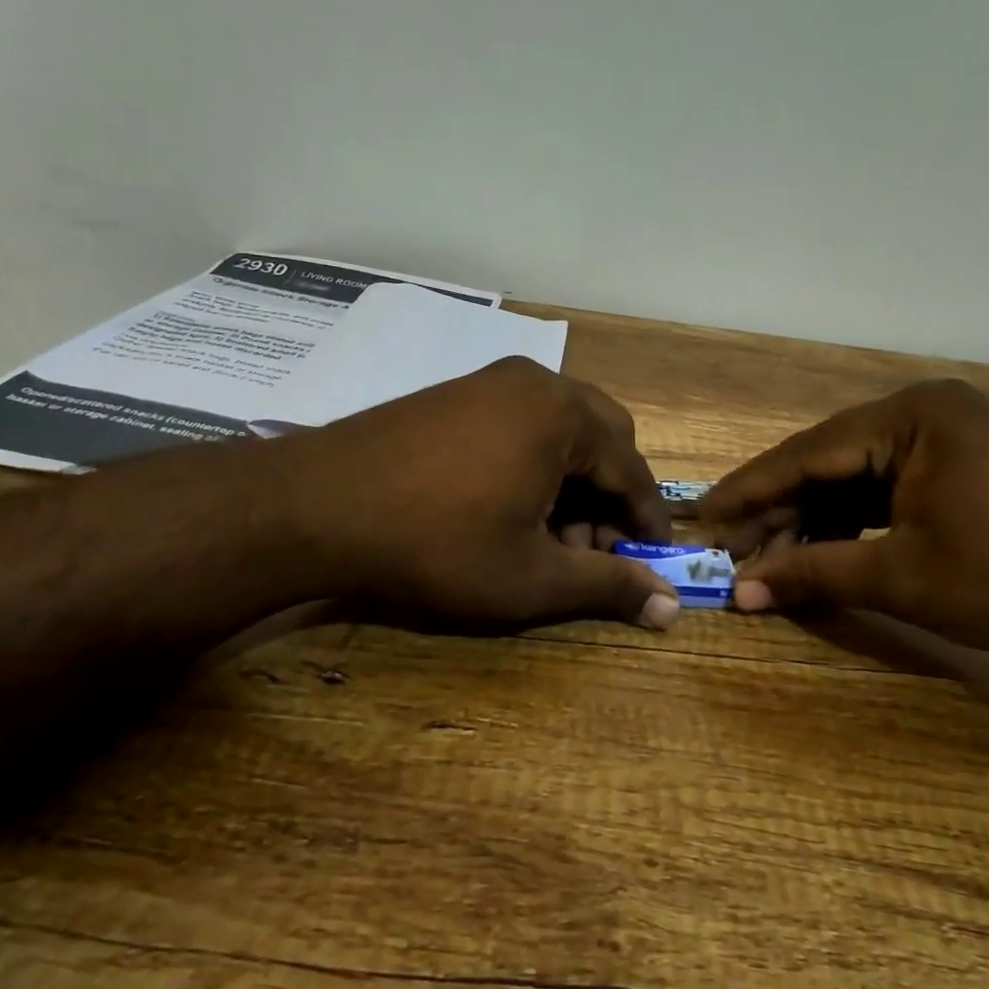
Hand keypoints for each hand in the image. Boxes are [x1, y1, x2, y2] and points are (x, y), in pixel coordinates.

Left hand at [288, 357, 679, 628]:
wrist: (318, 505)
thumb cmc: (437, 543)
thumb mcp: (531, 577)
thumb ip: (607, 587)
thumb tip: (669, 608)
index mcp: (564, 414)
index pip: (631, 468)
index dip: (647, 520)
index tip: (654, 561)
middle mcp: (535, 382)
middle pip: (602, 438)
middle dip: (609, 496)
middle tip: (595, 549)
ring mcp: (491, 381)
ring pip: (560, 430)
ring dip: (572, 482)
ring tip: (548, 538)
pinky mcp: (458, 392)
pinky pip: (521, 423)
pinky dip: (535, 464)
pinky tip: (510, 509)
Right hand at [701, 379, 988, 653]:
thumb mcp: (904, 577)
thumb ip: (816, 574)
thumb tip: (742, 592)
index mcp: (909, 418)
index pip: (806, 454)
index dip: (749, 490)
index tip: (702, 515)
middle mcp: (919, 412)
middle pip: (826, 462)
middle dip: (778, 510)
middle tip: (731, 549)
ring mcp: (939, 435)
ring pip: (850, 476)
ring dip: (811, 518)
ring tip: (768, 557)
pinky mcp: (952, 462)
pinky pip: (881, 485)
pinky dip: (848, 518)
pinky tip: (820, 548)